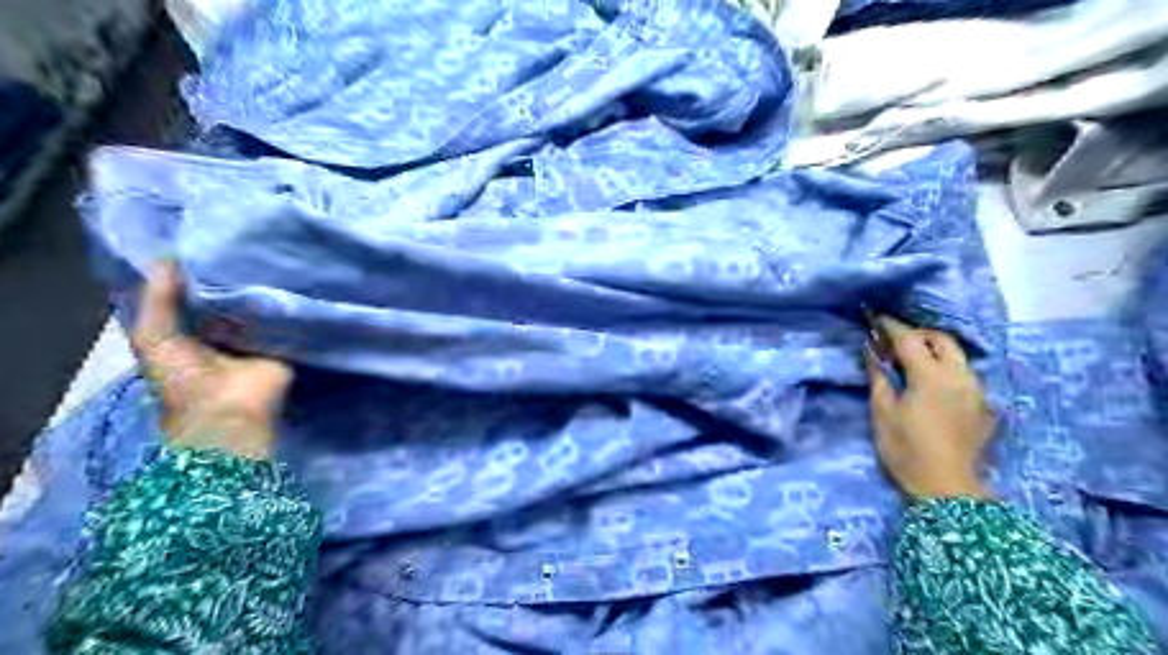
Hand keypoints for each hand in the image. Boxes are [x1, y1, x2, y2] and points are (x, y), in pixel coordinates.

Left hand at [130, 260, 293, 459]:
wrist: (227, 410)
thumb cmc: (182, 378)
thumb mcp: (154, 336)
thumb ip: (159, 299)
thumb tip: (169, 258)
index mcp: (191, 332)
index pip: (196, 297)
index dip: (198, 274)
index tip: (206, 244)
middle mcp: (225, 332)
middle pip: (231, 300)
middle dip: (235, 278)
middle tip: (244, 243)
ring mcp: (257, 338)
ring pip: (260, 307)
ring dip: (264, 289)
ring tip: (272, 254)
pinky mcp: (284, 343)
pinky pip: (286, 319)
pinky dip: (288, 304)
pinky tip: (294, 279)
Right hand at [867, 315, 993, 497]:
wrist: (946, 489)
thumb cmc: (905, 449)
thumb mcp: (882, 412)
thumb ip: (878, 376)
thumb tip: (871, 351)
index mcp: (930, 376)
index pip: (910, 339)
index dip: (891, 326)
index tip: (876, 319)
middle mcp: (959, 376)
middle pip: (942, 340)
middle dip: (918, 334)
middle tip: (895, 340)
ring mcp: (975, 391)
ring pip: (957, 356)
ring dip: (934, 350)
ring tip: (912, 360)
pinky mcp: (983, 406)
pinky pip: (964, 375)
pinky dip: (946, 369)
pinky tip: (931, 384)